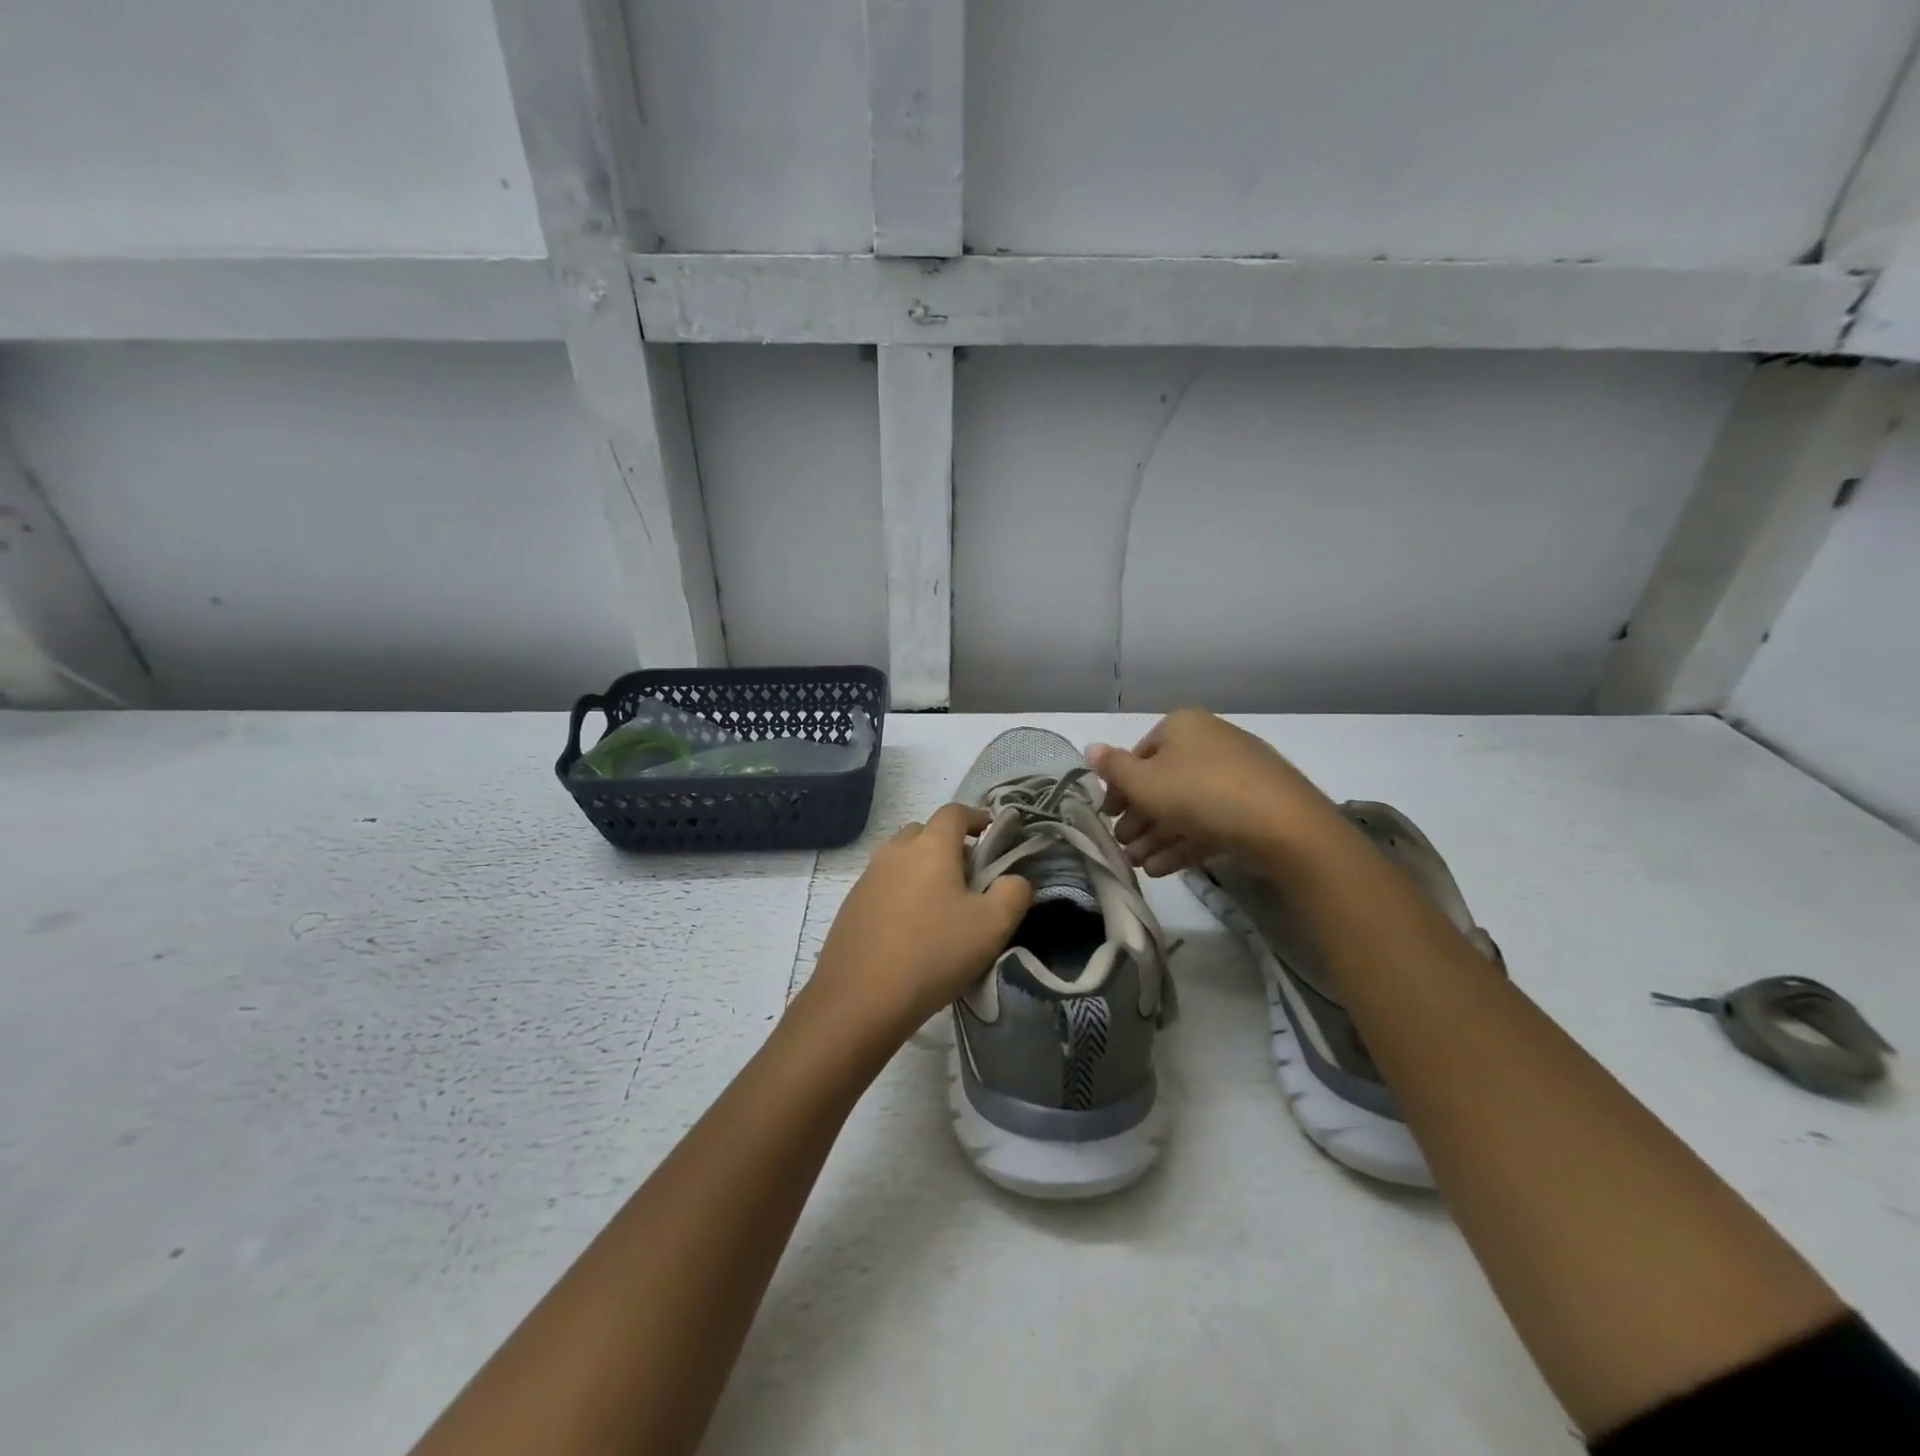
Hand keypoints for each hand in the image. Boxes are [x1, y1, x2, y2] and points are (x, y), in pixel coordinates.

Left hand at [804, 804, 1033, 1042]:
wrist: (860, 1000)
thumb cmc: (934, 953)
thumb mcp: (992, 926)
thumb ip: (1014, 893)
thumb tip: (1014, 879)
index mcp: (930, 846)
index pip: (955, 812)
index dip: (977, 818)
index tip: (992, 834)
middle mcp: (895, 851)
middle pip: (924, 832)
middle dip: (949, 844)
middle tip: (969, 877)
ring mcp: (868, 878)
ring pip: (901, 858)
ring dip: (923, 869)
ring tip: (941, 906)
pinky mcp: (851, 906)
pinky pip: (884, 885)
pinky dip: (902, 893)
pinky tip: (911, 930)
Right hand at [1087, 708, 1343, 876]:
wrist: (1283, 826)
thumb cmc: (1200, 793)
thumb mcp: (1145, 783)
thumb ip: (1113, 768)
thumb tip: (1090, 748)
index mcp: (1183, 726)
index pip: (1139, 755)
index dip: (1119, 788)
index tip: (1107, 818)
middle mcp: (1209, 742)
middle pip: (1162, 782)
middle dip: (1138, 819)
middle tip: (1122, 847)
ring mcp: (1236, 774)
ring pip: (1185, 805)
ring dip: (1157, 836)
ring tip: (1138, 866)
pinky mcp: (1255, 805)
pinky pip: (1210, 820)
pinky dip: (1184, 842)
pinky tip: (1162, 870)